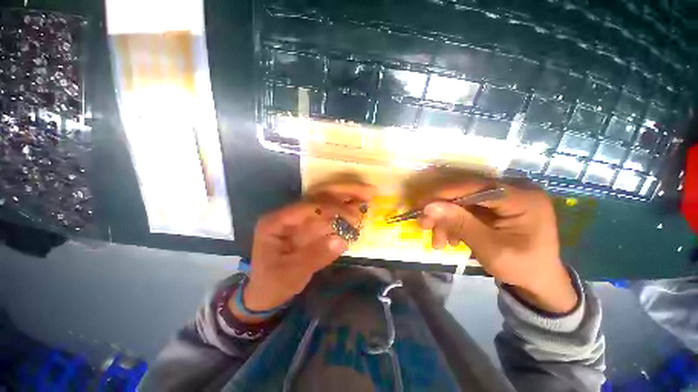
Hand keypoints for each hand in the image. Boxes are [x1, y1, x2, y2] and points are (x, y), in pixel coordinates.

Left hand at [231, 183, 373, 322]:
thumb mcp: (291, 274)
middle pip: (319, 196)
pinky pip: (330, 214)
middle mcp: (289, 214)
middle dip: (344, 191)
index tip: (352, 214)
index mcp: (277, 221)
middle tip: (367, 191)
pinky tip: (359, 208)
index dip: (331, 206)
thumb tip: (341, 241)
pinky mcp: (310, 225)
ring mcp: (300, 218)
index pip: (307, 205)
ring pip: (327, 201)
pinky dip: (345, 211)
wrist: (266, 293)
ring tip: (368, 197)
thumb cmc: (273, 283)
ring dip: (347, 198)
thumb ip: (315, 257)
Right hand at [418, 177, 576, 312]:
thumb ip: (460, 224)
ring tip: (438, 241)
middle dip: (442, 211)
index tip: (421, 206)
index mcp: (523, 198)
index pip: (476, 187)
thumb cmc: (521, 268)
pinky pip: (467, 209)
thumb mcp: (490, 249)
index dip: (445, 194)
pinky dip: (455, 223)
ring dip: (446, 220)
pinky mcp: (496, 206)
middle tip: (424, 226)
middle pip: (466, 193)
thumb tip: (429, 206)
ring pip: (463, 202)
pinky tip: (450, 238)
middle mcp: (515, 190)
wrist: (539, 282)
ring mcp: (505, 197)